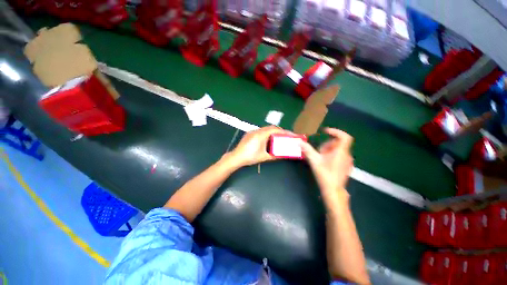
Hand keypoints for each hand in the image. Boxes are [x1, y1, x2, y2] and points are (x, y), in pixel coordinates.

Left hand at [229, 126, 290, 166]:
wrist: (236, 157)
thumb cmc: (250, 157)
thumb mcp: (264, 157)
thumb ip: (275, 155)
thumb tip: (284, 155)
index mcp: (260, 135)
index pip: (275, 130)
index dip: (283, 131)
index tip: (290, 134)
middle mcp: (256, 131)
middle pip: (270, 128)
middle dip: (279, 131)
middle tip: (285, 136)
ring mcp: (252, 131)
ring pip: (265, 129)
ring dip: (273, 132)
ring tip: (278, 137)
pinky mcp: (249, 134)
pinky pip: (260, 131)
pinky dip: (267, 133)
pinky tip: (268, 139)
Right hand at [300, 128, 353, 200]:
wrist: (333, 190)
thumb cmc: (325, 175)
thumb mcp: (314, 161)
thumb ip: (307, 150)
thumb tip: (299, 142)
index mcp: (340, 152)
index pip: (344, 137)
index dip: (336, 131)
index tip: (326, 131)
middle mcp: (346, 155)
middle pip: (338, 143)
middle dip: (327, 144)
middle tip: (319, 151)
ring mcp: (347, 161)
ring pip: (339, 149)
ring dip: (329, 150)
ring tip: (321, 158)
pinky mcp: (346, 166)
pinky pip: (340, 155)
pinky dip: (332, 155)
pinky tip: (326, 163)